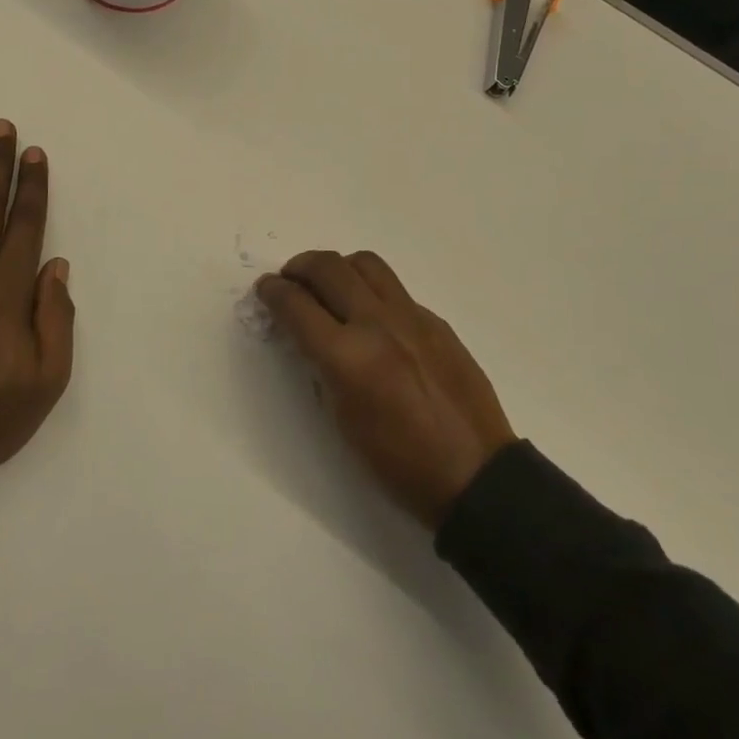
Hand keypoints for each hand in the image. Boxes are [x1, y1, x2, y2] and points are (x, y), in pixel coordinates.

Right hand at [256, 250, 515, 530]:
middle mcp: (378, 324)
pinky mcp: (436, 321)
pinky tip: (370, 317)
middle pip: (328, 267)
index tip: (265, 289)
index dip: (273, 292)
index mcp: (348, 357)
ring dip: (338, 267)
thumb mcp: (342, 420)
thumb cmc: (397, 462)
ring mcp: (412, 317)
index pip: (297, 305)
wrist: (474, 474)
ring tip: (329, 286)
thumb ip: (321, 366)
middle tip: (290, 280)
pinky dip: (371, 291)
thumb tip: (308, 334)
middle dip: (299, 267)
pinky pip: (395, 290)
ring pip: (365, 264)